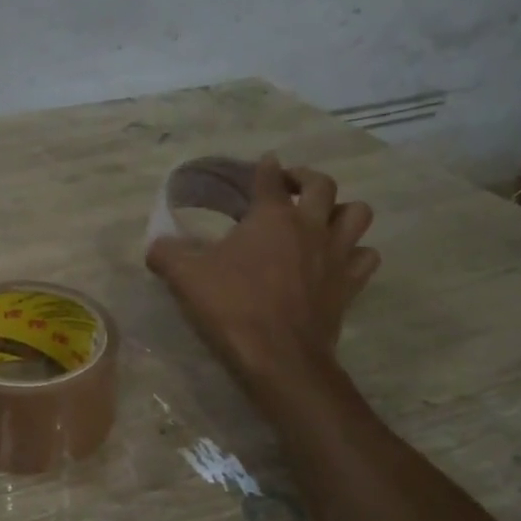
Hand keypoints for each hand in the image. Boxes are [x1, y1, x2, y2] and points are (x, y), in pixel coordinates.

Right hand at [146, 154, 379, 401]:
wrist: (279, 357)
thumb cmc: (233, 307)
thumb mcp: (186, 277)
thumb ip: (167, 254)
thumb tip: (155, 245)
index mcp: (272, 216)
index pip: (270, 178)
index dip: (265, 167)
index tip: (264, 164)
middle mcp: (310, 226)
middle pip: (323, 184)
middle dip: (306, 178)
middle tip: (290, 187)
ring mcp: (336, 255)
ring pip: (357, 214)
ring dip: (342, 210)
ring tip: (322, 219)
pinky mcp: (349, 284)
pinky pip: (366, 257)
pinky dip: (356, 253)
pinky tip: (340, 260)